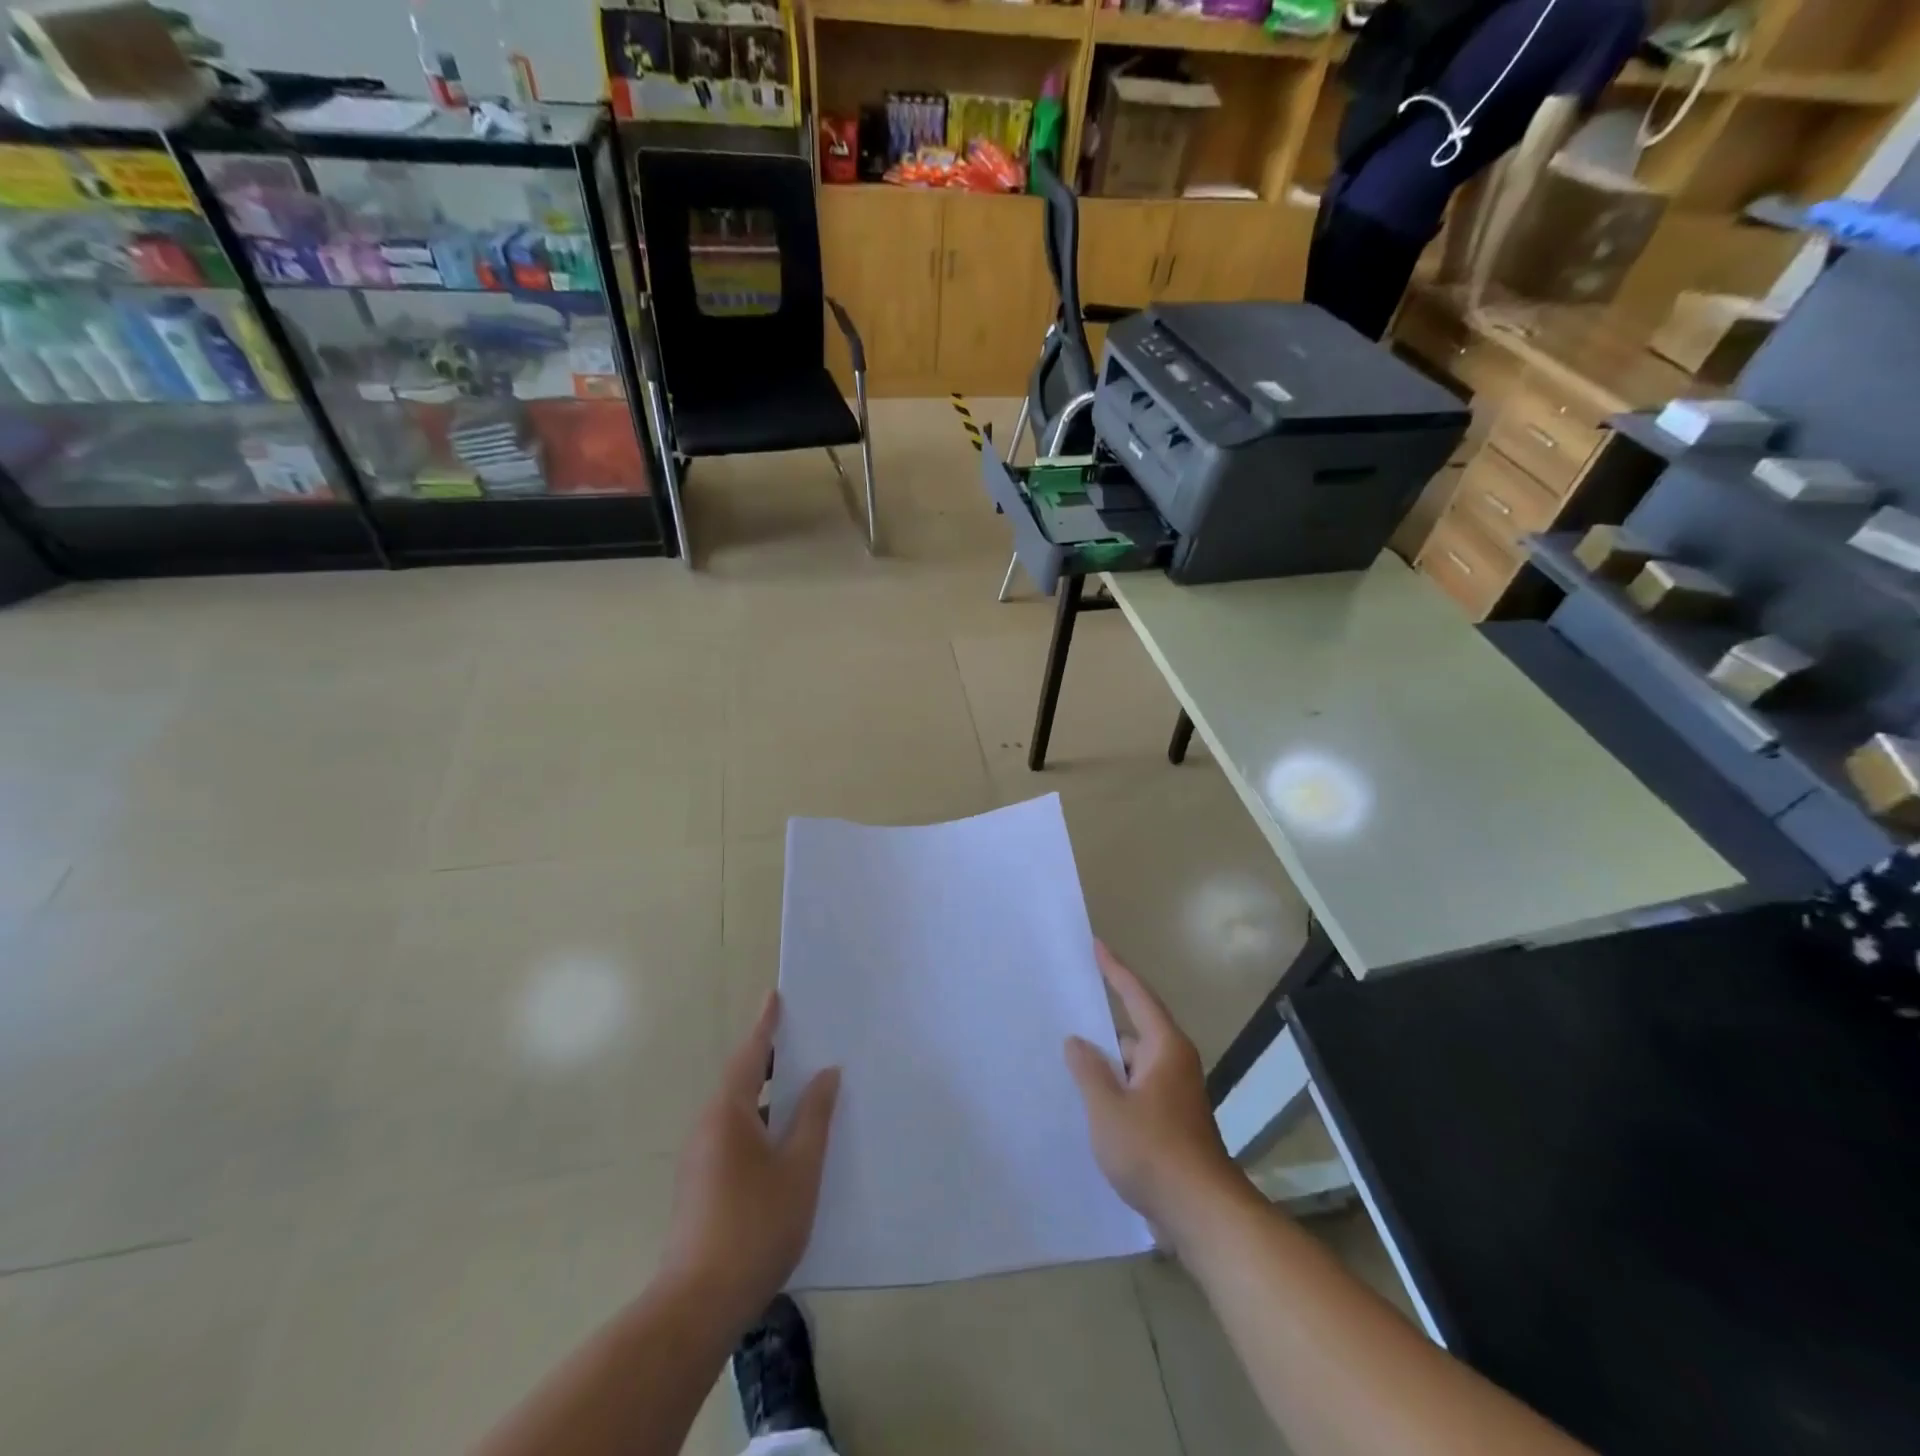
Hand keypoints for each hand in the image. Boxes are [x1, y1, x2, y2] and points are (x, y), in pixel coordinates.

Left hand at [662, 991, 839, 1325]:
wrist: (698, 1304)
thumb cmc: (756, 1225)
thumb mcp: (800, 1167)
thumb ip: (814, 1116)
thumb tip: (826, 1074)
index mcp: (729, 1112)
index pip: (752, 1054)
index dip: (767, 1024)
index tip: (775, 996)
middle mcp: (708, 1126)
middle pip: (743, 1080)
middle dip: (771, 1059)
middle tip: (804, 1041)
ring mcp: (700, 1158)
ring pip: (739, 1112)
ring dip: (769, 1096)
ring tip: (804, 1091)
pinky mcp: (701, 1186)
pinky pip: (735, 1136)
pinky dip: (761, 1124)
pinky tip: (786, 1144)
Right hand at [1064, 942, 1246, 1250]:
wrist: (1201, 1214)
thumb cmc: (1154, 1152)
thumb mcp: (1108, 1108)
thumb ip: (1089, 1070)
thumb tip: (1077, 1041)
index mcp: (1164, 1048)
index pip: (1136, 996)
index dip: (1115, 969)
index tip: (1096, 945)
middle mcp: (1173, 1063)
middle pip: (1134, 1029)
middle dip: (1103, 1022)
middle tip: (1068, 1007)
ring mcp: (1174, 1095)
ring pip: (1133, 1064)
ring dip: (1107, 1062)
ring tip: (1068, 1057)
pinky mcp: (1171, 1122)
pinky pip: (1136, 1089)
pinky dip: (1114, 1087)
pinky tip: (1088, 1100)